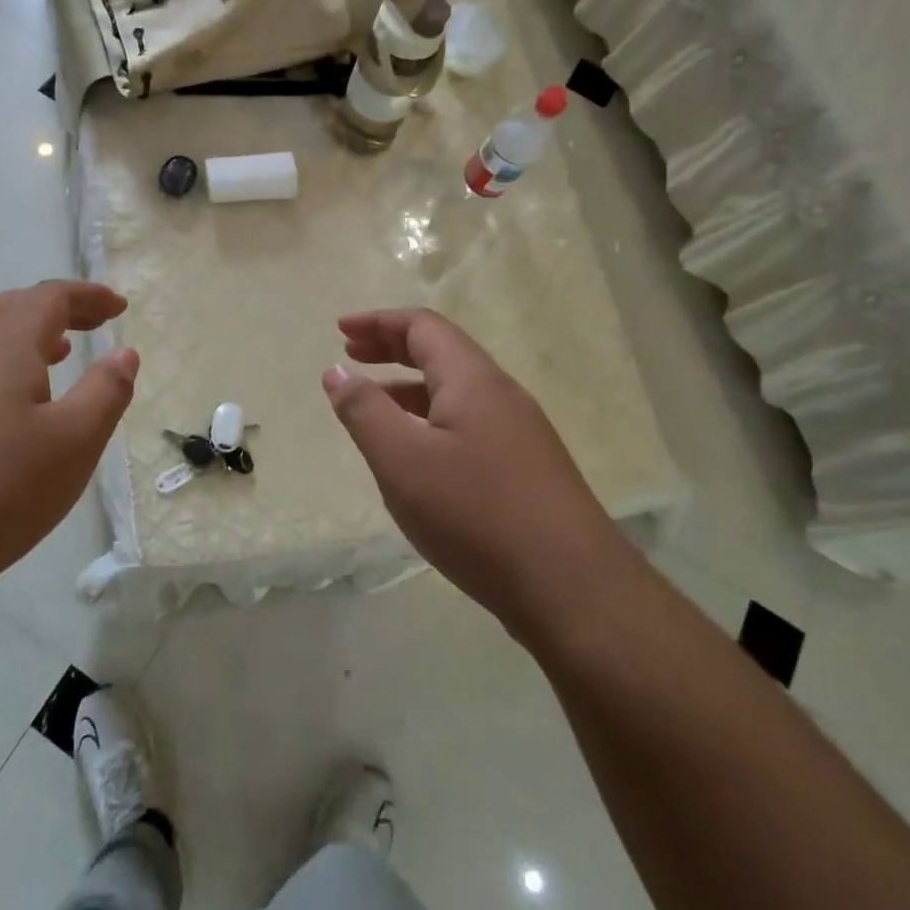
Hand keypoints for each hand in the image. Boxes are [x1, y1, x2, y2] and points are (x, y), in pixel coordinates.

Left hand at [0, 280, 137, 609]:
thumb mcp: (73, 444)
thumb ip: (106, 392)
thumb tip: (124, 353)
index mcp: (1, 348)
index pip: (48, 298)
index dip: (88, 296)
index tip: (119, 307)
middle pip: (8, 308)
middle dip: (55, 309)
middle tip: (90, 324)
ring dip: (22, 337)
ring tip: (54, 357)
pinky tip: (4, 410)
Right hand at [322, 308, 616, 631]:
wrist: (572, 588)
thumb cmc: (476, 514)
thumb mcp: (402, 460)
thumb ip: (364, 411)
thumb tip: (336, 371)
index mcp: (472, 380)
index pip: (423, 327)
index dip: (378, 322)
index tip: (339, 330)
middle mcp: (501, 395)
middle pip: (442, 352)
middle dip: (392, 347)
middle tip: (351, 353)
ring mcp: (519, 433)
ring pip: (455, 391)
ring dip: (409, 386)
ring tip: (372, 402)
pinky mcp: (525, 468)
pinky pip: (468, 423)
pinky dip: (430, 419)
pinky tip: (416, 454)